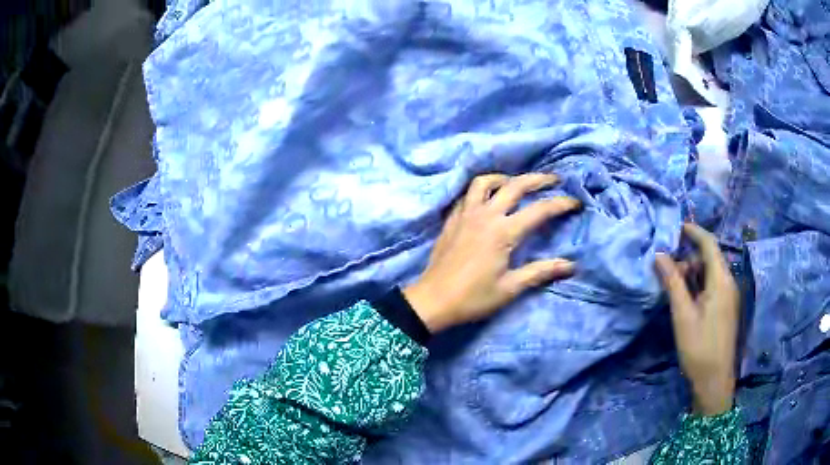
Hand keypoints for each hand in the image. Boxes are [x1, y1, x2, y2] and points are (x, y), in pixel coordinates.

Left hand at [403, 173, 580, 333]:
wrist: (432, 300)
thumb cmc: (473, 297)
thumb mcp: (510, 288)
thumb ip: (540, 272)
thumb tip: (571, 266)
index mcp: (503, 232)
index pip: (539, 210)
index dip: (561, 204)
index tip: (576, 202)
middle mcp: (486, 215)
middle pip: (515, 185)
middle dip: (538, 179)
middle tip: (554, 179)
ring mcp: (466, 214)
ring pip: (485, 182)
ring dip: (505, 177)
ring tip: (517, 183)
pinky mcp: (452, 219)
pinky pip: (468, 194)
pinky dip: (481, 189)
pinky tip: (487, 198)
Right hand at [655, 223, 739, 415]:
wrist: (714, 381)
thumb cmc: (699, 347)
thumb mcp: (683, 315)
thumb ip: (673, 283)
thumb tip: (660, 255)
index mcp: (721, 280)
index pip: (709, 244)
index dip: (694, 231)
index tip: (676, 227)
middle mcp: (729, 283)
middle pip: (710, 257)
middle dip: (689, 257)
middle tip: (669, 271)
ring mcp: (730, 296)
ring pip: (711, 272)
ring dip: (693, 273)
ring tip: (676, 289)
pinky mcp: (727, 308)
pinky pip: (714, 285)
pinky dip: (699, 285)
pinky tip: (687, 300)